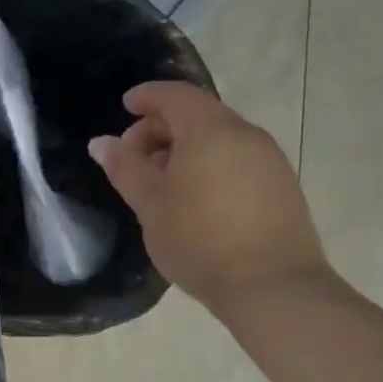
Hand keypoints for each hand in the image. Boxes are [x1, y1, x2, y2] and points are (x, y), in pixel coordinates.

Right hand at [88, 81, 330, 314]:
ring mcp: (269, 159)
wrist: (272, 286)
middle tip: (133, 156)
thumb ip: (125, 168)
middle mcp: (245, 135)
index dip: (147, 96)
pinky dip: (209, 163)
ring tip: (160, 182)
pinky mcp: (281, 185)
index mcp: (210, 132)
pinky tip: (194, 198)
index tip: (125, 106)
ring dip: (185, 147)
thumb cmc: (199, 241)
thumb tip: (102, 142)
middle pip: (198, 114)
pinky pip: (237, 158)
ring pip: (219, 137)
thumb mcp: (150, 205)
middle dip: (161, 127)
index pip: (175, 95)